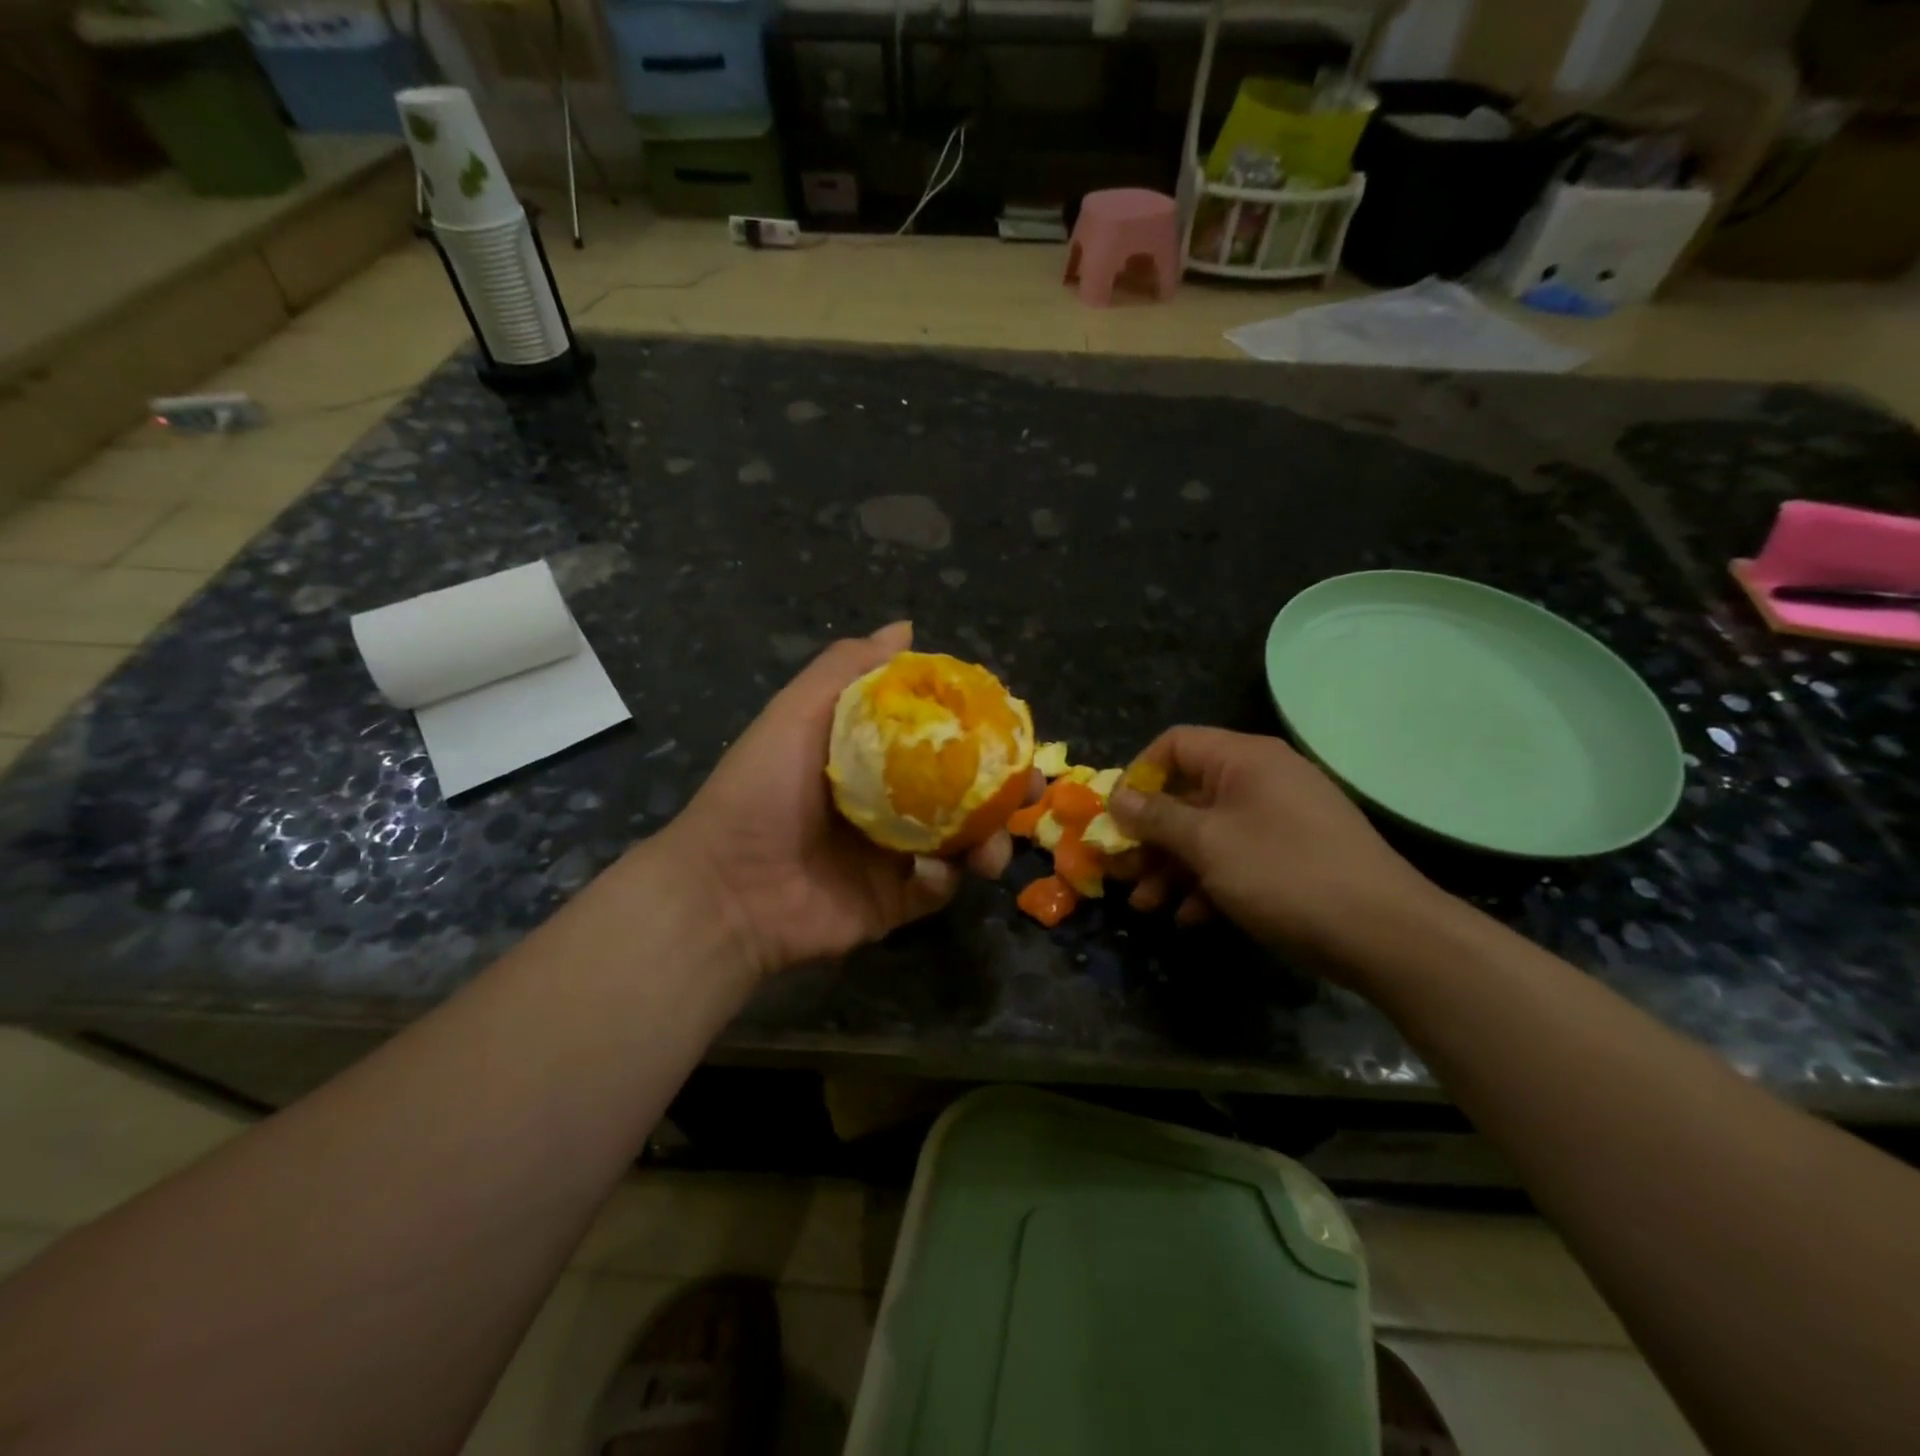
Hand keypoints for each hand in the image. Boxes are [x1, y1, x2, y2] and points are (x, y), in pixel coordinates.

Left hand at [663, 622, 1017, 979]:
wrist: (729, 889)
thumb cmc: (763, 791)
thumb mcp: (797, 713)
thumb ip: (848, 668)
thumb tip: (907, 627)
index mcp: (871, 757)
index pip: (938, 737)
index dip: (978, 731)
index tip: (1010, 728)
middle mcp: (889, 803)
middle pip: (962, 791)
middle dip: (1002, 791)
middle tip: (1029, 789)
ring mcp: (893, 855)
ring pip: (962, 842)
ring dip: (989, 841)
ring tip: (992, 849)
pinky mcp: (894, 902)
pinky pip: (938, 888)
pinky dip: (947, 880)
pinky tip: (938, 873)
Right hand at [1107, 726, 1449, 976]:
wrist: (1386, 934)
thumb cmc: (1284, 874)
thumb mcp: (1208, 844)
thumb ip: (1157, 818)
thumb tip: (1117, 797)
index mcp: (1243, 759)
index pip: (1175, 744)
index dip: (1138, 775)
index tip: (1116, 817)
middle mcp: (1262, 779)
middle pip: (1187, 794)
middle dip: (1150, 836)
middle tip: (1123, 871)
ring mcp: (1280, 819)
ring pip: (1209, 832)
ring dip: (1172, 867)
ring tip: (1148, 906)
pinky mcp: (1294, 856)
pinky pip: (1238, 858)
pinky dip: (1209, 883)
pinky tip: (1190, 919)